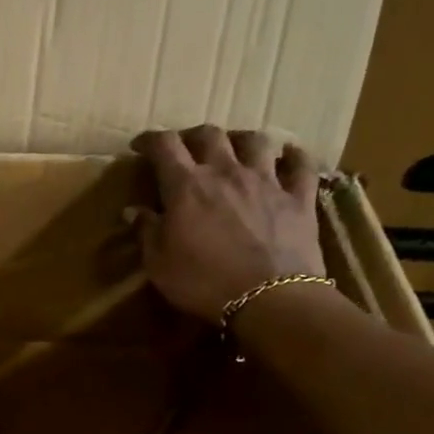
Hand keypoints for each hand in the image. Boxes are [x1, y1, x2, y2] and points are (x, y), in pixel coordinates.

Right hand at [131, 125, 325, 321]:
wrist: (268, 298)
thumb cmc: (202, 282)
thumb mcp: (159, 264)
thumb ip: (146, 231)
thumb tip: (132, 211)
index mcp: (187, 186)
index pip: (165, 147)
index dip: (150, 140)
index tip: (139, 146)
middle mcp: (226, 172)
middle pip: (209, 135)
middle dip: (192, 136)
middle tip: (184, 148)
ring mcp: (266, 181)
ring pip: (255, 141)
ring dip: (240, 139)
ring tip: (234, 148)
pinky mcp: (298, 197)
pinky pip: (301, 165)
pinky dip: (293, 156)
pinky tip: (289, 156)